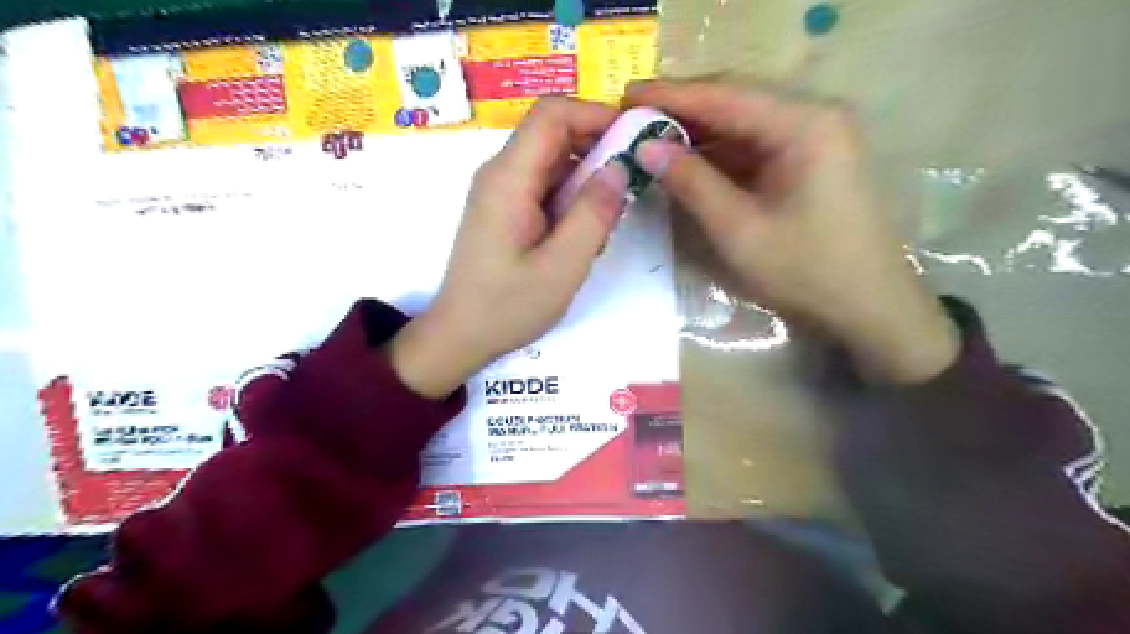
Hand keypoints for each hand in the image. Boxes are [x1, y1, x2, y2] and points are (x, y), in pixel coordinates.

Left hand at [394, 97, 631, 399]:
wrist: (460, 335)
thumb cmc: (509, 306)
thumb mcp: (562, 266)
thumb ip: (594, 214)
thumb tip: (619, 168)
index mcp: (510, 178)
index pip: (553, 114)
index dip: (596, 114)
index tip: (634, 138)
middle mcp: (501, 174)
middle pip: (553, 135)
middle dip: (597, 150)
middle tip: (629, 186)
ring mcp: (500, 192)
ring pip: (552, 163)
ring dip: (586, 182)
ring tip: (606, 223)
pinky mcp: (504, 211)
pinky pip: (543, 188)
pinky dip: (570, 201)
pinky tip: (581, 237)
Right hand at [622, 80, 955, 384]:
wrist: (868, 308)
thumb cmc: (805, 270)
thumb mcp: (738, 228)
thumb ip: (691, 182)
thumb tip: (645, 148)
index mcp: (805, 123)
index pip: (725, 95)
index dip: (671, 94)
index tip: (625, 95)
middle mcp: (814, 115)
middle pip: (736, 99)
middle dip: (682, 108)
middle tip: (631, 114)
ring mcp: (815, 137)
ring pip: (744, 122)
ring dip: (698, 130)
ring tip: (650, 135)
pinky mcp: (810, 160)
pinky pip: (755, 145)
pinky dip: (719, 152)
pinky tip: (688, 158)